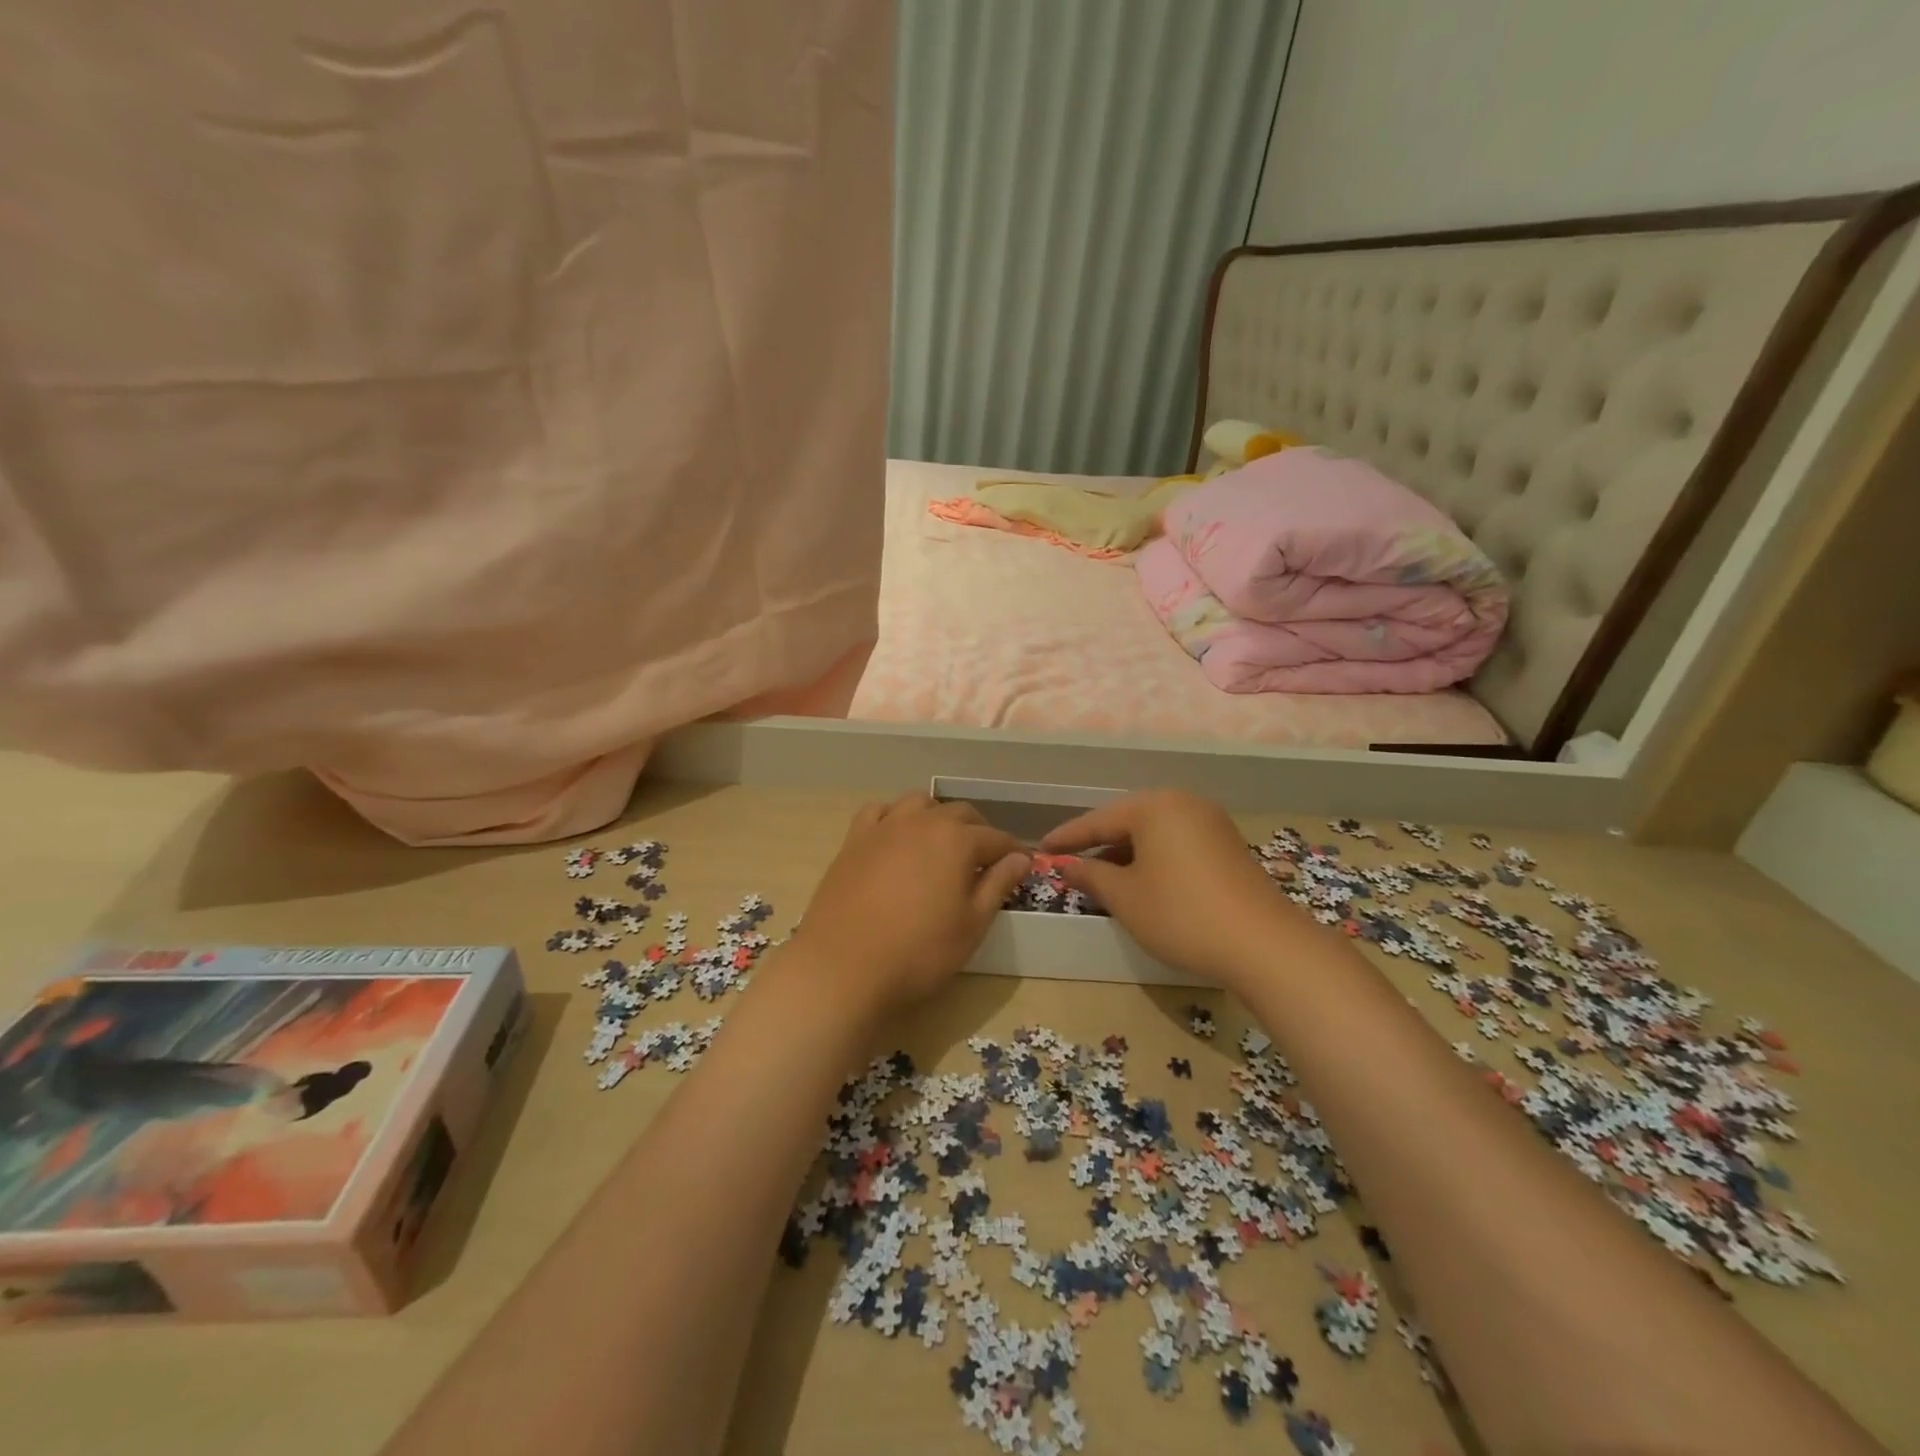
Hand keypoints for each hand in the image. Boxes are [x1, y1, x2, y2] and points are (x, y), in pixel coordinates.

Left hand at [792, 793, 1030, 1016]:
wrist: (844, 967)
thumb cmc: (919, 952)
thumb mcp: (972, 925)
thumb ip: (998, 885)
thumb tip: (1021, 858)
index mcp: (957, 840)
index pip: (996, 838)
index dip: (1012, 852)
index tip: (1021, 865)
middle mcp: (923, 821)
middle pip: (961, 813)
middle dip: (979, 831)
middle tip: (985, 860)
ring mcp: (884, 827)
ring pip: (919, 803)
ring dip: (937, 816)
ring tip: (941, 844)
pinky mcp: (854, 840)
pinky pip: (879, 812)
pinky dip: (895, 817)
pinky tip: (897, 838)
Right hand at [1040, 789, 1301, 987]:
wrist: (1263, 945)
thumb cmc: (1181, 914)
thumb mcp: (1125, 897)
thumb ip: (1091, 876)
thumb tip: (1065, 864)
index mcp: (1155, 807)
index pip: (1099, 820)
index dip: (1067, 838)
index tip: (1040, 849)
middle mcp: (1184, 804)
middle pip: (1128, 821)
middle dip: (1098, 844)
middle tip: (1070, 862)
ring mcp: (1210, 823)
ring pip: (1154, 833)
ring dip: (1126, 853)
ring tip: (1102, 876)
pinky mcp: (1227, 846)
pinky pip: (1177, 843)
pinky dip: (1153, 859)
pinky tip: (1142, 881)